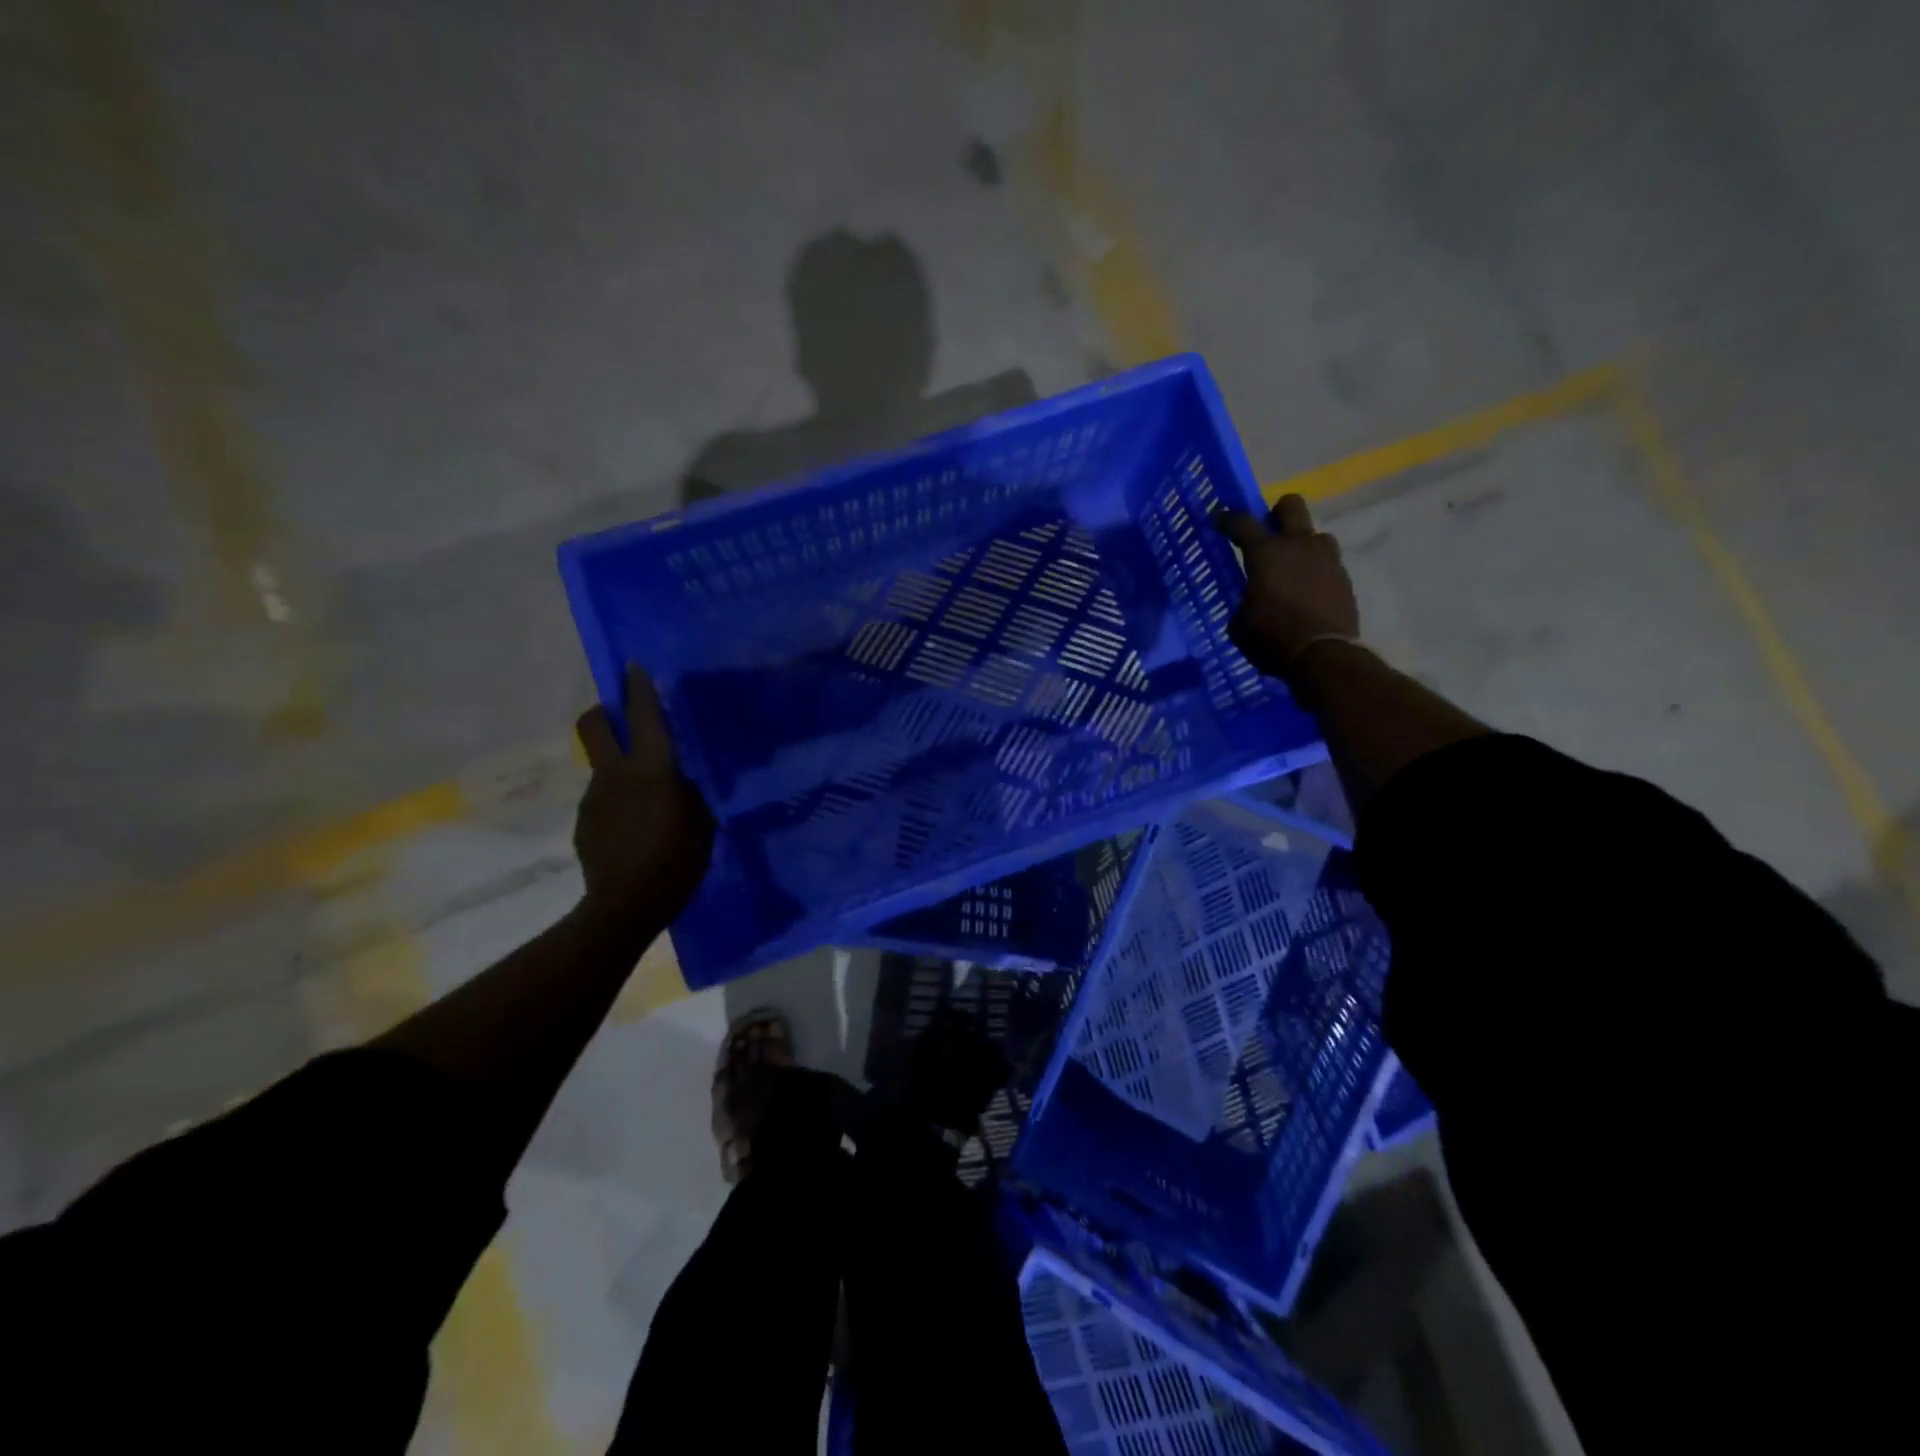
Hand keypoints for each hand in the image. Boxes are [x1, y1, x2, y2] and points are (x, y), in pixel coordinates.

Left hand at [573, 666, 716, 935]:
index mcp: (652, 771)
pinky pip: (604, 800)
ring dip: (620, 770)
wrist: (625, 907)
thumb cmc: (676, 862)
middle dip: (603, 712)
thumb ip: (689, 795)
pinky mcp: (585, 822)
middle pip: (594, 725)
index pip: (644, 717)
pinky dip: (618, 804)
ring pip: (604, 767)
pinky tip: (635, 831)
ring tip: (647, 803)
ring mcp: (595, 798)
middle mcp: (616, 775)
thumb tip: (679, 783)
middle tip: (621, 718)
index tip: (633, 666)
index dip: (639, 688)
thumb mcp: (702, 824)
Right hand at [1212, 493, 1359, 679]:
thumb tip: (1250, 601)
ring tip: (1292, 567)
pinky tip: (1306, 591)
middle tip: (1267, 532)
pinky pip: (1327, 561)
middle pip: (1291, 504)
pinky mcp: (1344, 576)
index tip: (1218, 517)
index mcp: (1266, 553)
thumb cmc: (1273, 638)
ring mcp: (1326, 558)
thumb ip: (1244, 602)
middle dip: (1276, 513)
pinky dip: (1314, 570)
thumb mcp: (1240, 625)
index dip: (1227, 519)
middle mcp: (1299, 545)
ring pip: (1314, 534)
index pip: (1242, 523)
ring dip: (1301, 544)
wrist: (1324, 655)